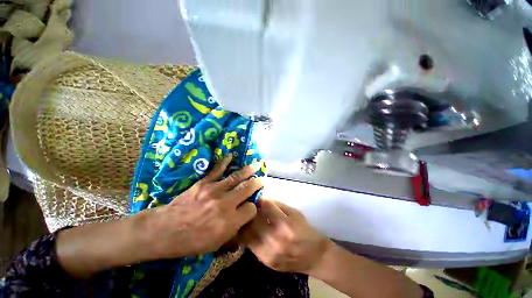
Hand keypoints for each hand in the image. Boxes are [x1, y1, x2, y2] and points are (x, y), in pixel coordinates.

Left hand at [141, 154, 262, 259]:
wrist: (165, 230)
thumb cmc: (191, 241)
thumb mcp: (216, 245)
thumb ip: (234, 233)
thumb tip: (245, 223)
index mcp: (229, 221)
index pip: (250, 209)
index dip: (252, 209)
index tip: (250, 208)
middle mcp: (226, 203)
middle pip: (247, 189)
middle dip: (257, 184)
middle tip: (262, 179)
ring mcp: (215, 190)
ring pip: (236, 177)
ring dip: (248, 171)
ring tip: (257, 165)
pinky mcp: (204, 183)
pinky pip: (217, 170)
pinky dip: (224, 162)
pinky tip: (231, 156)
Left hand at [241, 199, 330, 273]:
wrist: (315, 258)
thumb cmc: (306, 231)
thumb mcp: (295, 213)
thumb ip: (277, 206)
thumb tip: (262, 200)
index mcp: (285, 225)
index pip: (265, 207)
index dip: (260, 200)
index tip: (257, 196)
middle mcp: (275, 240)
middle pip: (253, 220)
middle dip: (250, 210)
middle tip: (250, 205)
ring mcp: (269, 254)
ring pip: (247, 234)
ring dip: (247, 223)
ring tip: (248, 216)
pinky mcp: (265, 262)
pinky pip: (250, 245)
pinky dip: (248, 235)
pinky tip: (252, 229)